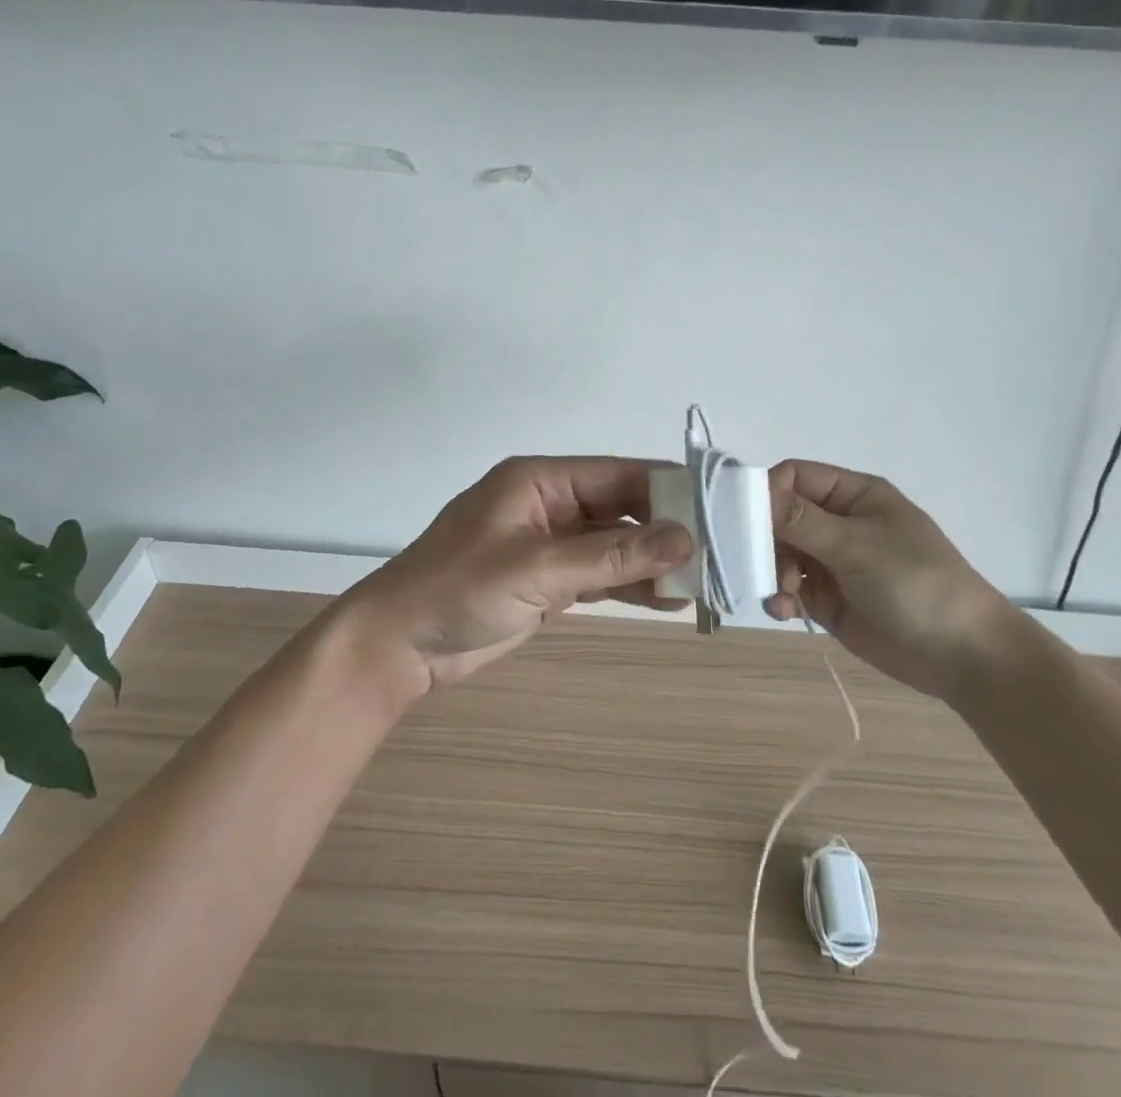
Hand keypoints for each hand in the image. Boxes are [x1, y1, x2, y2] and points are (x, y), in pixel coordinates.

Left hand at [337, 457, 693, 694]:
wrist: (400, 645)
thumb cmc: (459, 589)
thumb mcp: (538, 569)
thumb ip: (611, 557)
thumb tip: (685, 539)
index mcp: (541, 480)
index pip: (617, 474)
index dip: (667, 489)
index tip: (718, 507)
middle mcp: (550, 504)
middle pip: (621, 509)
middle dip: (666, 529)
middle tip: (720, 551)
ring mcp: (551, 544)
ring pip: (615, 545)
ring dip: (653, 562)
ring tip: (705, 580)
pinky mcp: (549, 580)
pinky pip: (600, 575)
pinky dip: (630, 586)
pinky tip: (669, 599)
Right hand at [766, 460, 1015, 700]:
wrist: (963, 655)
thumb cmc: (915, 583)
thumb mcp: (857, 545)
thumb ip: (801, 520)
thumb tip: (749, 492)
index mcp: (854, 495)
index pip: (795, 477)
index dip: (767, 492)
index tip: (745, 518)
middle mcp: (839, 523)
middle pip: (781, 517)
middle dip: (766, 539)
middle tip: (758, 562)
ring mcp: (833, 562)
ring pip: (781, 554)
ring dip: (773, 572)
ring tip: (785, 595)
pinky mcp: (829, 599)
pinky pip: (791, 589)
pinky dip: (781, 597)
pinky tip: (784, 611)